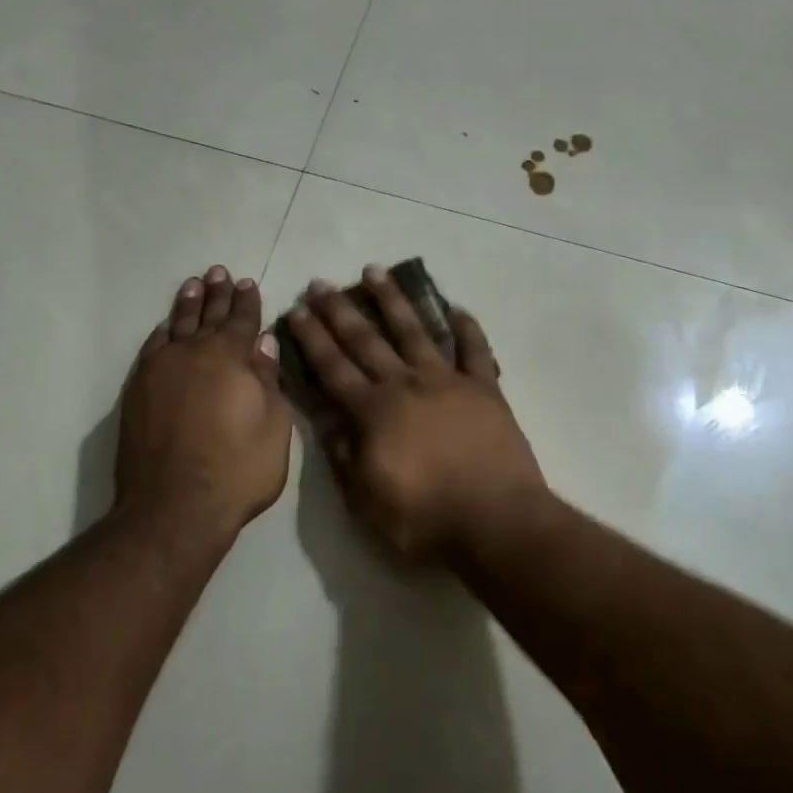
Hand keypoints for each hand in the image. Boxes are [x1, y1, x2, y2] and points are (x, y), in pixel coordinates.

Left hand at [117, 267, 290, 534]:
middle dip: (217, 293)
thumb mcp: (274, 427)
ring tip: (194, 284)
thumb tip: (262, 344)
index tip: (248, 283)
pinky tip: (165, 327)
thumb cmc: (237, 469)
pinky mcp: (137, 391)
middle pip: (208, 316)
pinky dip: (161, 332)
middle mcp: (192, 354)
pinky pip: (151, 348)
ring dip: (187, 304)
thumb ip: (268, 381)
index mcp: (230, 358)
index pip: (242, 320)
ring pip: (176, 325)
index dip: (247, 302)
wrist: (174, 507)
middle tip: (219, 272)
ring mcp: (160, 371)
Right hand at [286, 267, 548, 560]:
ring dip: (393, 300)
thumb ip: (343, 455)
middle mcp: (406, 385)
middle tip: (322, 283)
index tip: (297, 309)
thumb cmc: (426, 519)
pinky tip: (456, 307)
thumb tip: (325, 418)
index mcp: (374, 412)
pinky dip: (467, 327)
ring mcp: (448, 381)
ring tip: (375, 271)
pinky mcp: (484, 388)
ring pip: (415, 330)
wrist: (496, 521)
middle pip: (367, 340)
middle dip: (340, 310)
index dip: (312, 339)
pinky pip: (475, 349)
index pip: (333, 368)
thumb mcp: (366, 501)